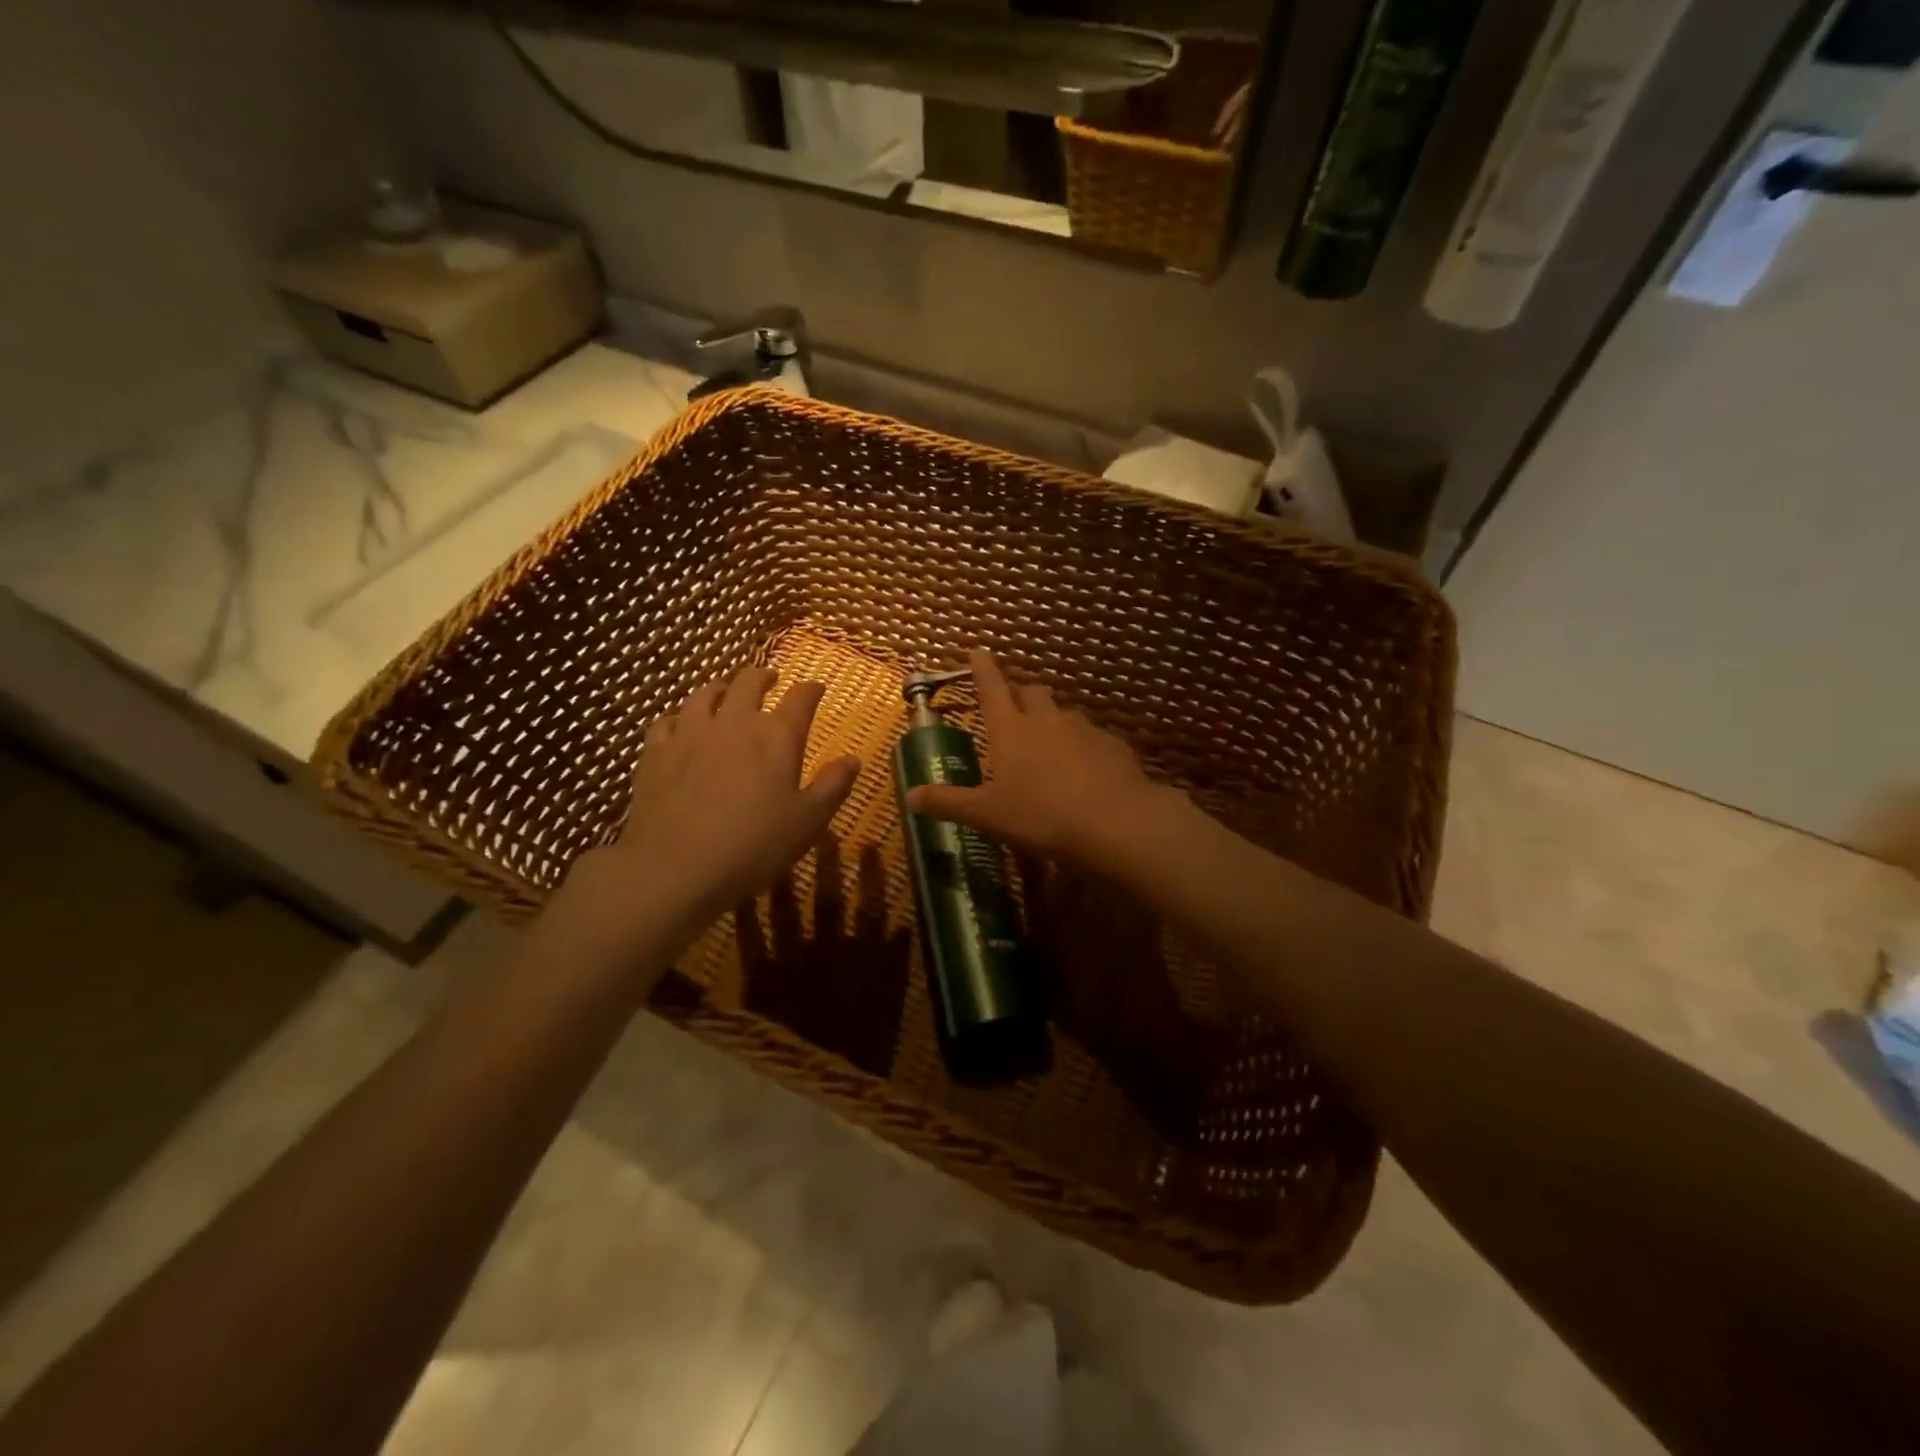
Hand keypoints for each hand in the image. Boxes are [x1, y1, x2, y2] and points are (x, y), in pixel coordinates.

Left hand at [555, 665, 859, 964]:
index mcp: (777, 737)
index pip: (801, 698)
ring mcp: (690, 733)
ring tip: (726, 692)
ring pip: (704, 694)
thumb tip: (853, 759)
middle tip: (770, 679)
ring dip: (721, 688)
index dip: (811, 690)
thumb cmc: (753, 846)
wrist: (675, 868)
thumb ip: (833, 786)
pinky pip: (667, 721)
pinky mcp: (655, 753)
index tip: (817, 689)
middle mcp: (734, 722)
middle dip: (763, 676)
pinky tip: (681, 727)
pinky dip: (680, 717)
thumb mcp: (808, 822)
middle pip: (749, 682)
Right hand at [905, 649, 1173, 868]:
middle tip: (1011, 706)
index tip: (977, 651)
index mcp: (1010, 730)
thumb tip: (910, 797)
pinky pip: (1093, 738)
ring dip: (1052, 721)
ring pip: (1063, 714)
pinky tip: (1085, 770)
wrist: (1114, 822)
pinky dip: (1083, 746)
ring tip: (1048, 746)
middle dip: (1019, 694)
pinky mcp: (1113, 746)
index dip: (981, 668)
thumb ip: (949, 803)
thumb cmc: (1040, 816)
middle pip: (1031, 692)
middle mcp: (1046, 720)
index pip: (990, 688)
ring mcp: (1083, 730)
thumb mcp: (987, 814)